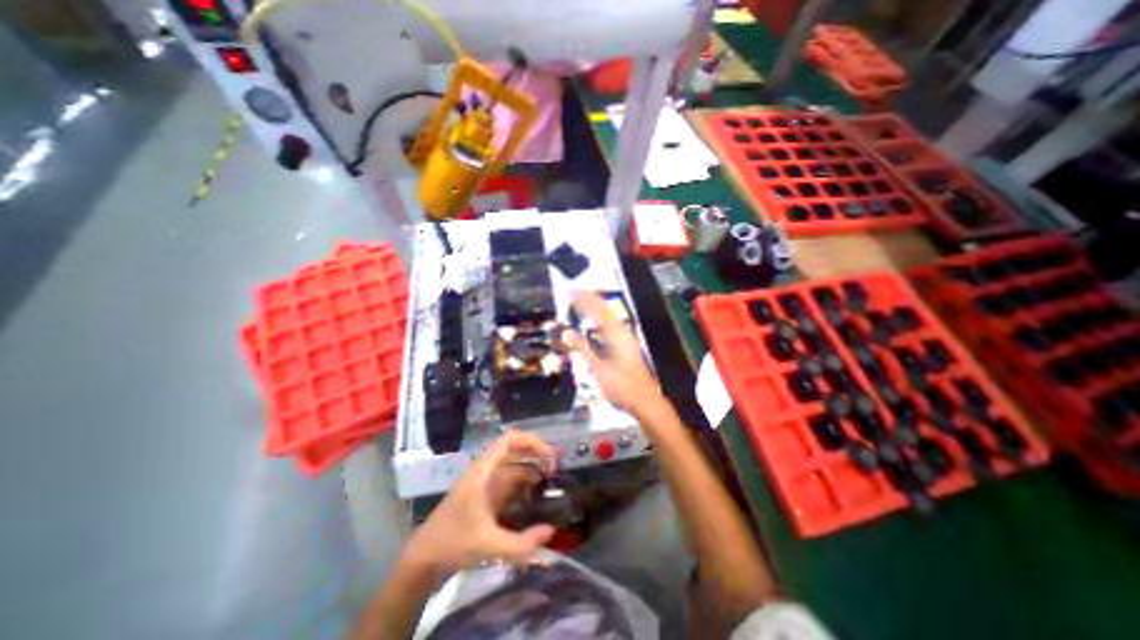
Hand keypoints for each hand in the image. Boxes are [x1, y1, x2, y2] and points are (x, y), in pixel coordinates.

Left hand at [402, 429, 558, 574]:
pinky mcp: (486, 496)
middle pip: (516, 450)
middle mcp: (486, 471)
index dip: (533, 442)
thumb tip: (552, 530)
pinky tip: (536, 500)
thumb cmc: (452, 543)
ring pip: (514, 467)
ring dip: (533, 471)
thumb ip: (522, 542)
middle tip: (555, 470)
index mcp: (484, 471)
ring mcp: (486, 483)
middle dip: (537, 455)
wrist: (423, 559)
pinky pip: (510, 483)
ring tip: (551, 486)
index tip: (550, 458)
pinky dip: (525, 486)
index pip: (510, 440)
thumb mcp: (489, 544)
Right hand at [575, 292, 664, 412]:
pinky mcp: (627, 347)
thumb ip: (582, 348)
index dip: (583, 299)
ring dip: (595, 308)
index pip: (597, 309)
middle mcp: (622, 332)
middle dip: (590, 299)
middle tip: (575, 293)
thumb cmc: (621, 386)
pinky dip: (600, 321)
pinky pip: (611, 326)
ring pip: (609, 317)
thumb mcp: (598, 368)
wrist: (643, 401)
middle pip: (604, 309)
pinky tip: (595, 325)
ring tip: (583, 303)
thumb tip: (567, 334)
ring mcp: (626, 339)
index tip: (571, 292)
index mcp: (616, 334)